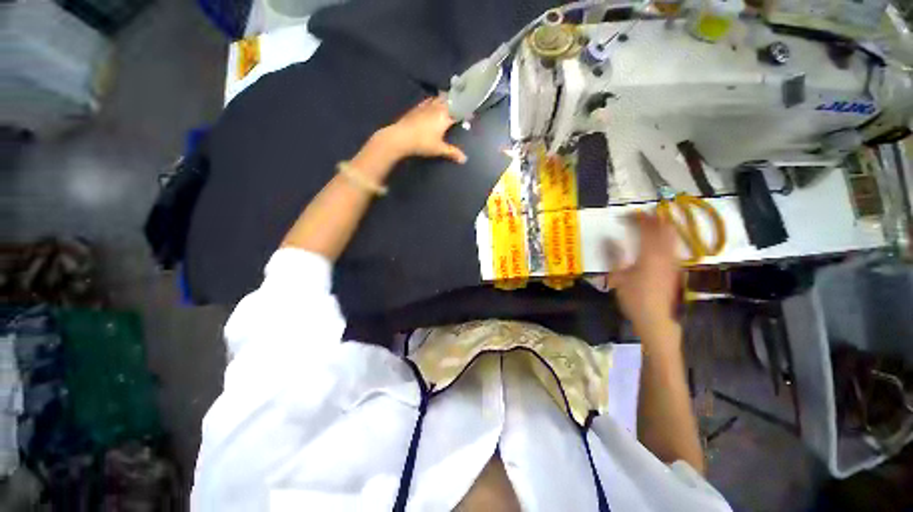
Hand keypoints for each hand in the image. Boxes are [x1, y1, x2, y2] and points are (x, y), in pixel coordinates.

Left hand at [382, 97, 467, 163]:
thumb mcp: (439, 149)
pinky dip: (434, 100)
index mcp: (444, 116)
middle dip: (456, 102)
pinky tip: (433, 102)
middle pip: (449, 100)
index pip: (459, 111)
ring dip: (445, 98)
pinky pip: (428, 100)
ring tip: (450, 100)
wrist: (401, 137)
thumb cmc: (422, 143)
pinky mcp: (417, 107)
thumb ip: (452, 152)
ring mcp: (426, 106)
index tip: (471, 115)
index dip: (466, 112)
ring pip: (439, 98)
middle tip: (461, 104)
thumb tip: (464, 159)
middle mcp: (437, 108)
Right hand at [606, 212, 681, 331]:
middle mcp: (665, 254)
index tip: (625, 215)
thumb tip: (606, 238)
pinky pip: (673, 246)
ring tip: (650, 223)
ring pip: (672, 236)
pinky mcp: (676, 269)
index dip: (636, 218)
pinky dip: (666, 237)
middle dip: (653, 218)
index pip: (645, 228)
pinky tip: (658, 242)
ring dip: (661, 226)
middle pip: (664, 228)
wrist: (657, 319)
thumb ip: (612, 254)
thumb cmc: (634, 298)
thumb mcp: (618, 277)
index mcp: (650, 254)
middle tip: (640, 215)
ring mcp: (674, 261)